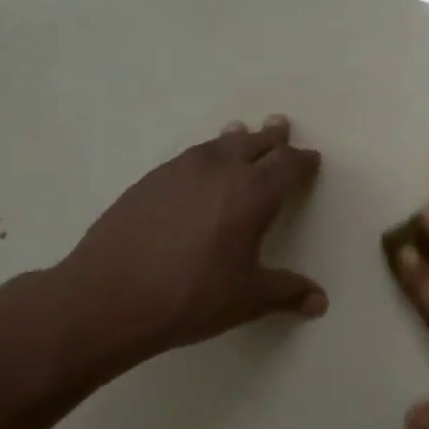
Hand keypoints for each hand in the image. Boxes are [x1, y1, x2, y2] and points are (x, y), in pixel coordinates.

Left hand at [49, 116, 324, 379]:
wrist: (107, 297)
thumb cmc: (191, 297)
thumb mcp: (247, 299)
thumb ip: (287, 293)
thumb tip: (321, 302)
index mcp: (252, 194)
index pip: (287, 165)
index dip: (302, 161)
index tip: (311, 159)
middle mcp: (219, 172)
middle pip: (253, 143)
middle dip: (271, 137)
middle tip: (280, 126)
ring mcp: (179, 172)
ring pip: (217, 144)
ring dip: (236, 138)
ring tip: (241, 132)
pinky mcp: (148, 181)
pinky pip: (188, 156)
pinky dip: (204, 154)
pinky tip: (199, 166)